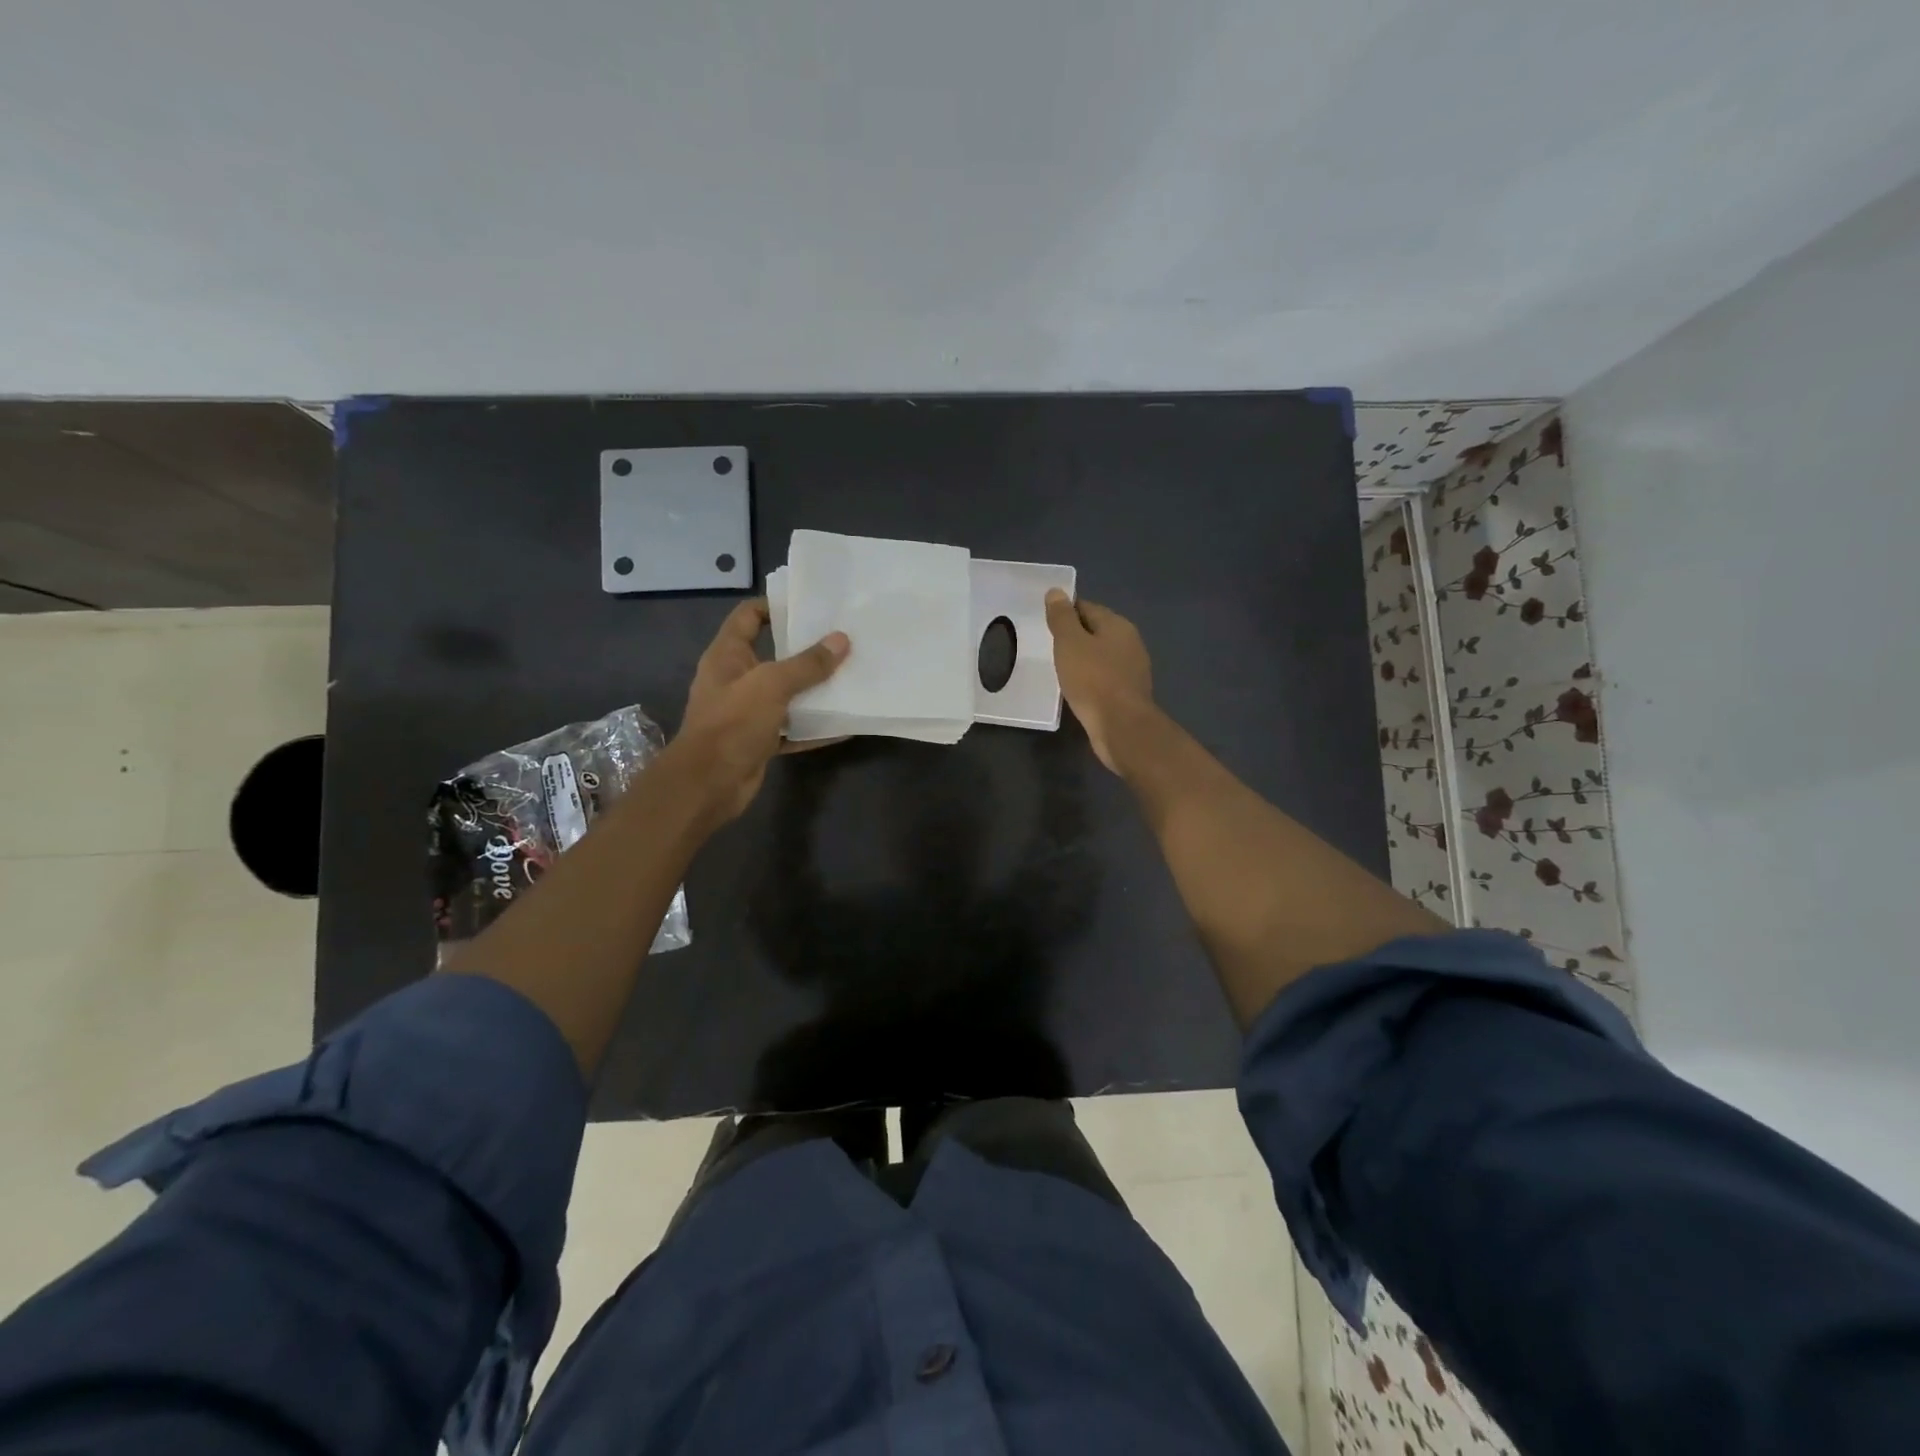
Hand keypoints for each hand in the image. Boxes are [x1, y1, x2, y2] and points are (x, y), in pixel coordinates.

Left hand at [676, 599, 849, 823]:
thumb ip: (807, 664)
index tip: (811, 604)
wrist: (709, 784)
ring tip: (849, 676)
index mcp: (728, 655)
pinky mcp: (759, 740)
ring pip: (785, 693)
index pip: (749, 616)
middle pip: (773, 654)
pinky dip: (814, 727)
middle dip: (805, 649)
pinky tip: (844, 725)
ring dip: (813, 689)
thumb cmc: (733, 723)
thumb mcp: (772, 685)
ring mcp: (747, 711)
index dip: (775, 605)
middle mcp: (736, 679)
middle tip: (842, 640)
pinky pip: (792, 728)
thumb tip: (841, 640)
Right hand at [1045, 590, 1152, 773]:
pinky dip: (1089, 679)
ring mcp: (1132, 670)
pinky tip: (1076, 688)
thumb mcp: (1070, 643)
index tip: (1045, 622)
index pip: (1087, 608)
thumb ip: (1062, 618)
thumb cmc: (1093, 679)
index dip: (1065, 612)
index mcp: (1118, 625)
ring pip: (1101, 656)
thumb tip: (1056, 592)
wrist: (1121, 727)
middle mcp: (1130, 643)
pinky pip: (1104, 678)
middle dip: (1074, 636)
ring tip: (1059, 667)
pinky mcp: (1128, 694)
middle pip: (1096, 631)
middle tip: (1048, 645)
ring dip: (1082, 659)